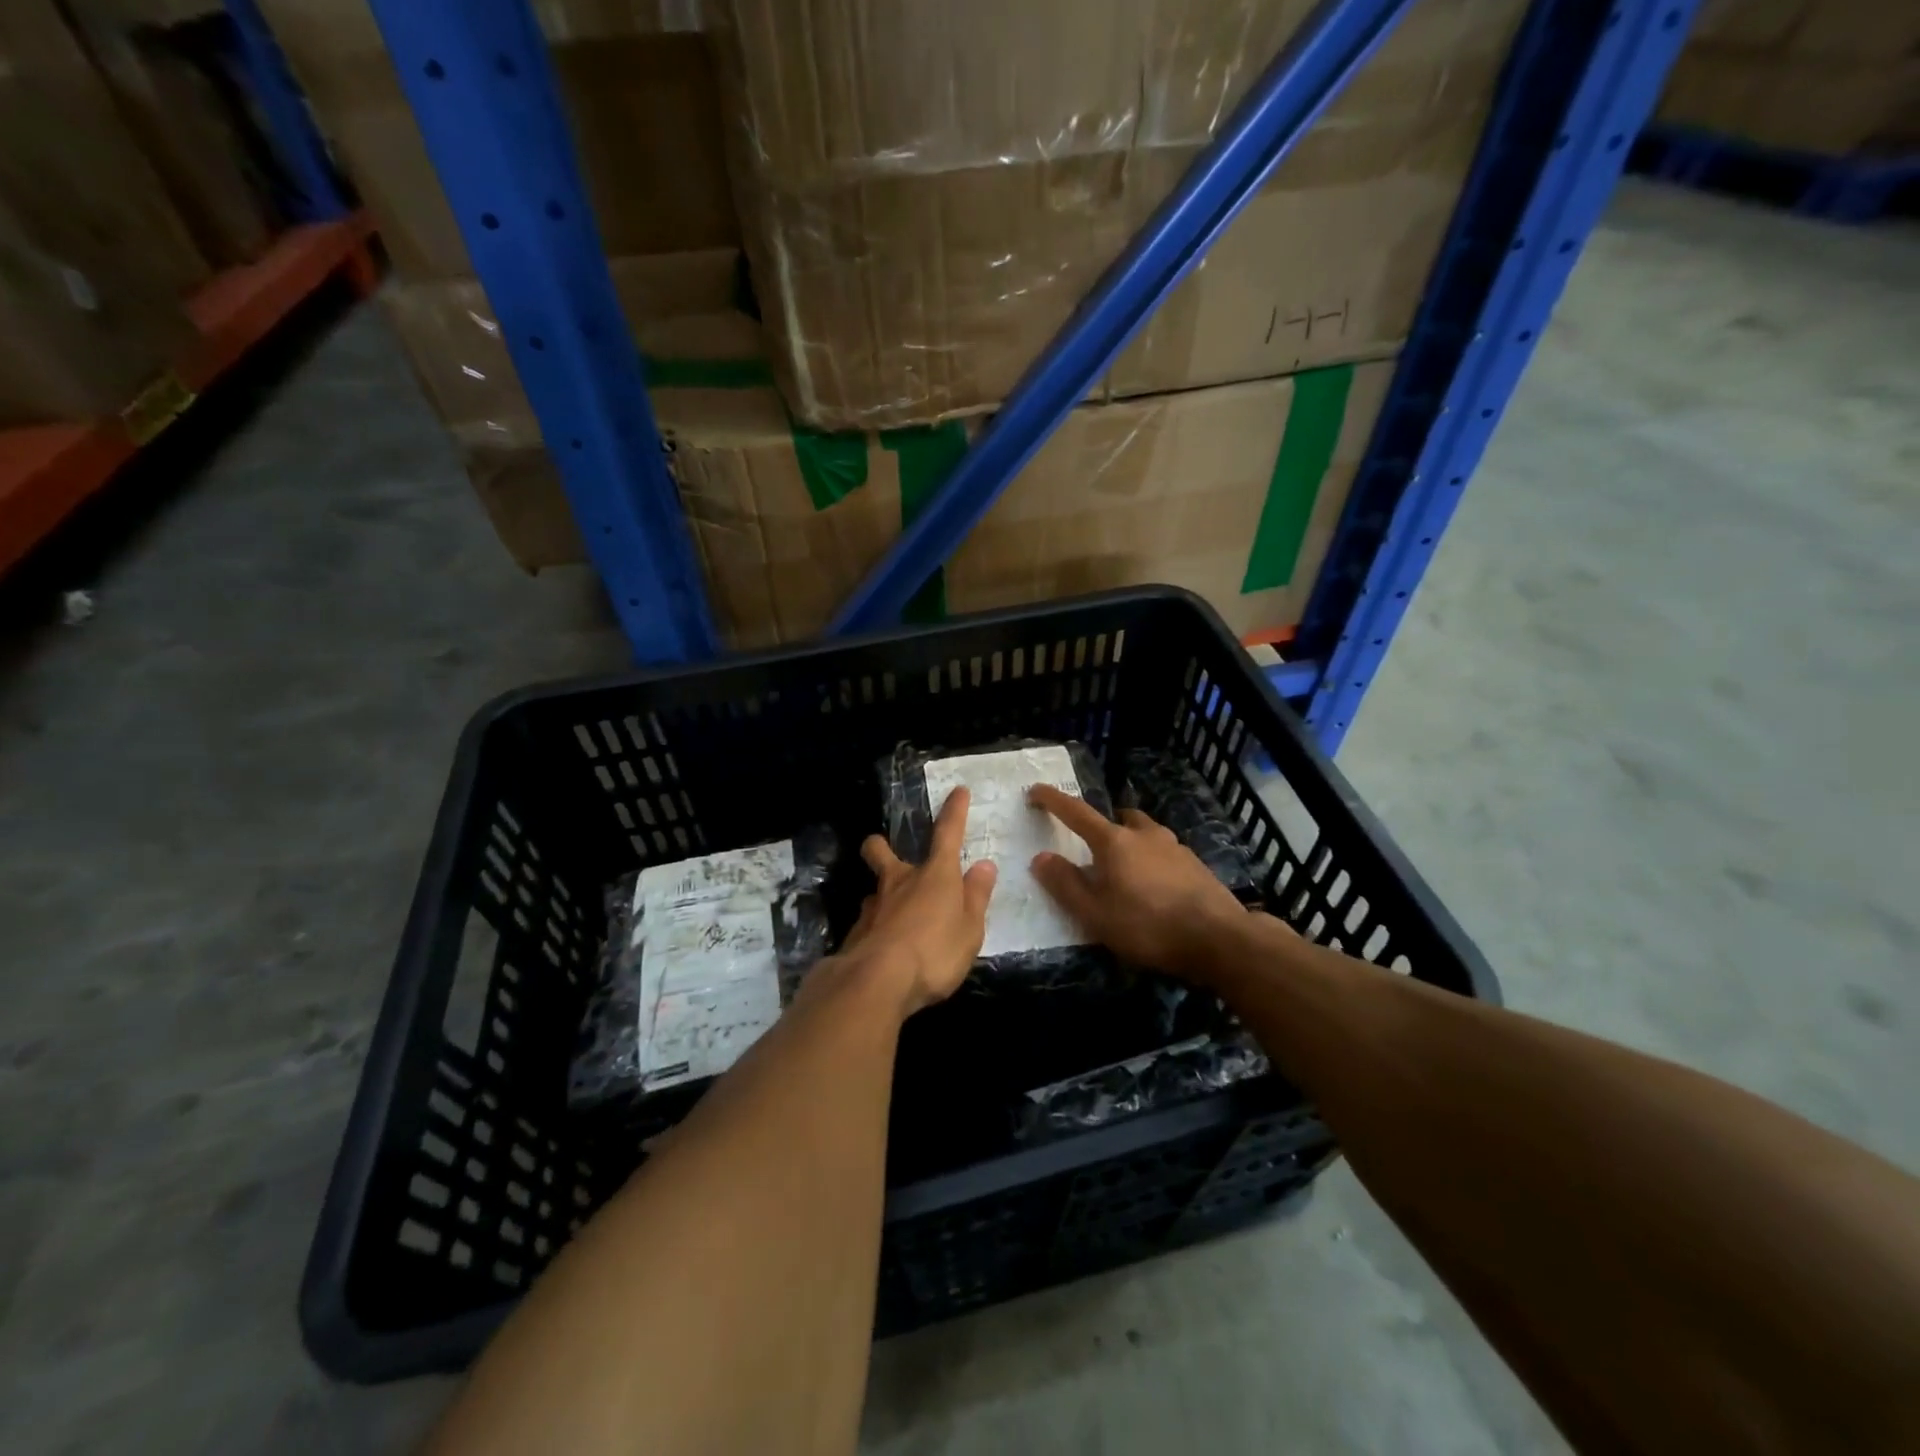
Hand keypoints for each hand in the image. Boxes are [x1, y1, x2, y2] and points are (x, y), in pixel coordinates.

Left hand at [841, 787, 997, 1016]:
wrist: (878, 981)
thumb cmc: (935, 951)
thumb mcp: (969, 929)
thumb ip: (976, 897)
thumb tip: (984, 865)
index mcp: (935, 876)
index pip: (947, 834)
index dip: (954, 812)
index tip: (958, 792)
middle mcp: (900, 882)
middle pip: (882, 852)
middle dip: (880, 846)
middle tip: (884, 850)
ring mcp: (873, 906)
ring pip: (874, 890)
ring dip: (882, 896)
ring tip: (895, 918)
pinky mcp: (856, 933)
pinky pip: (868, 922)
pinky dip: (877, 929)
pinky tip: (884, 949)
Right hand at [1027, 785, 1247, 979]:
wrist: (1219, 939)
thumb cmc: (1148, 926)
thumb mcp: (1095, 914)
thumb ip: (1065, 884)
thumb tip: (1041, 857)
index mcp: (1114, 841)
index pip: (1076, 812)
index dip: (1053, 800)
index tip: (1036, 790)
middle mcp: (1145, 834)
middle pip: (1118, 818)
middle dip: (1102, 826)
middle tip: (1092, 849)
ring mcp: (1175, 846)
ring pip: (1145, 833)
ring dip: (1130, 842)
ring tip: (1125, 872)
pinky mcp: (1195, 864)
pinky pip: (1164, 852)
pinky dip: (1152, 860)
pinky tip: (1155, 888)